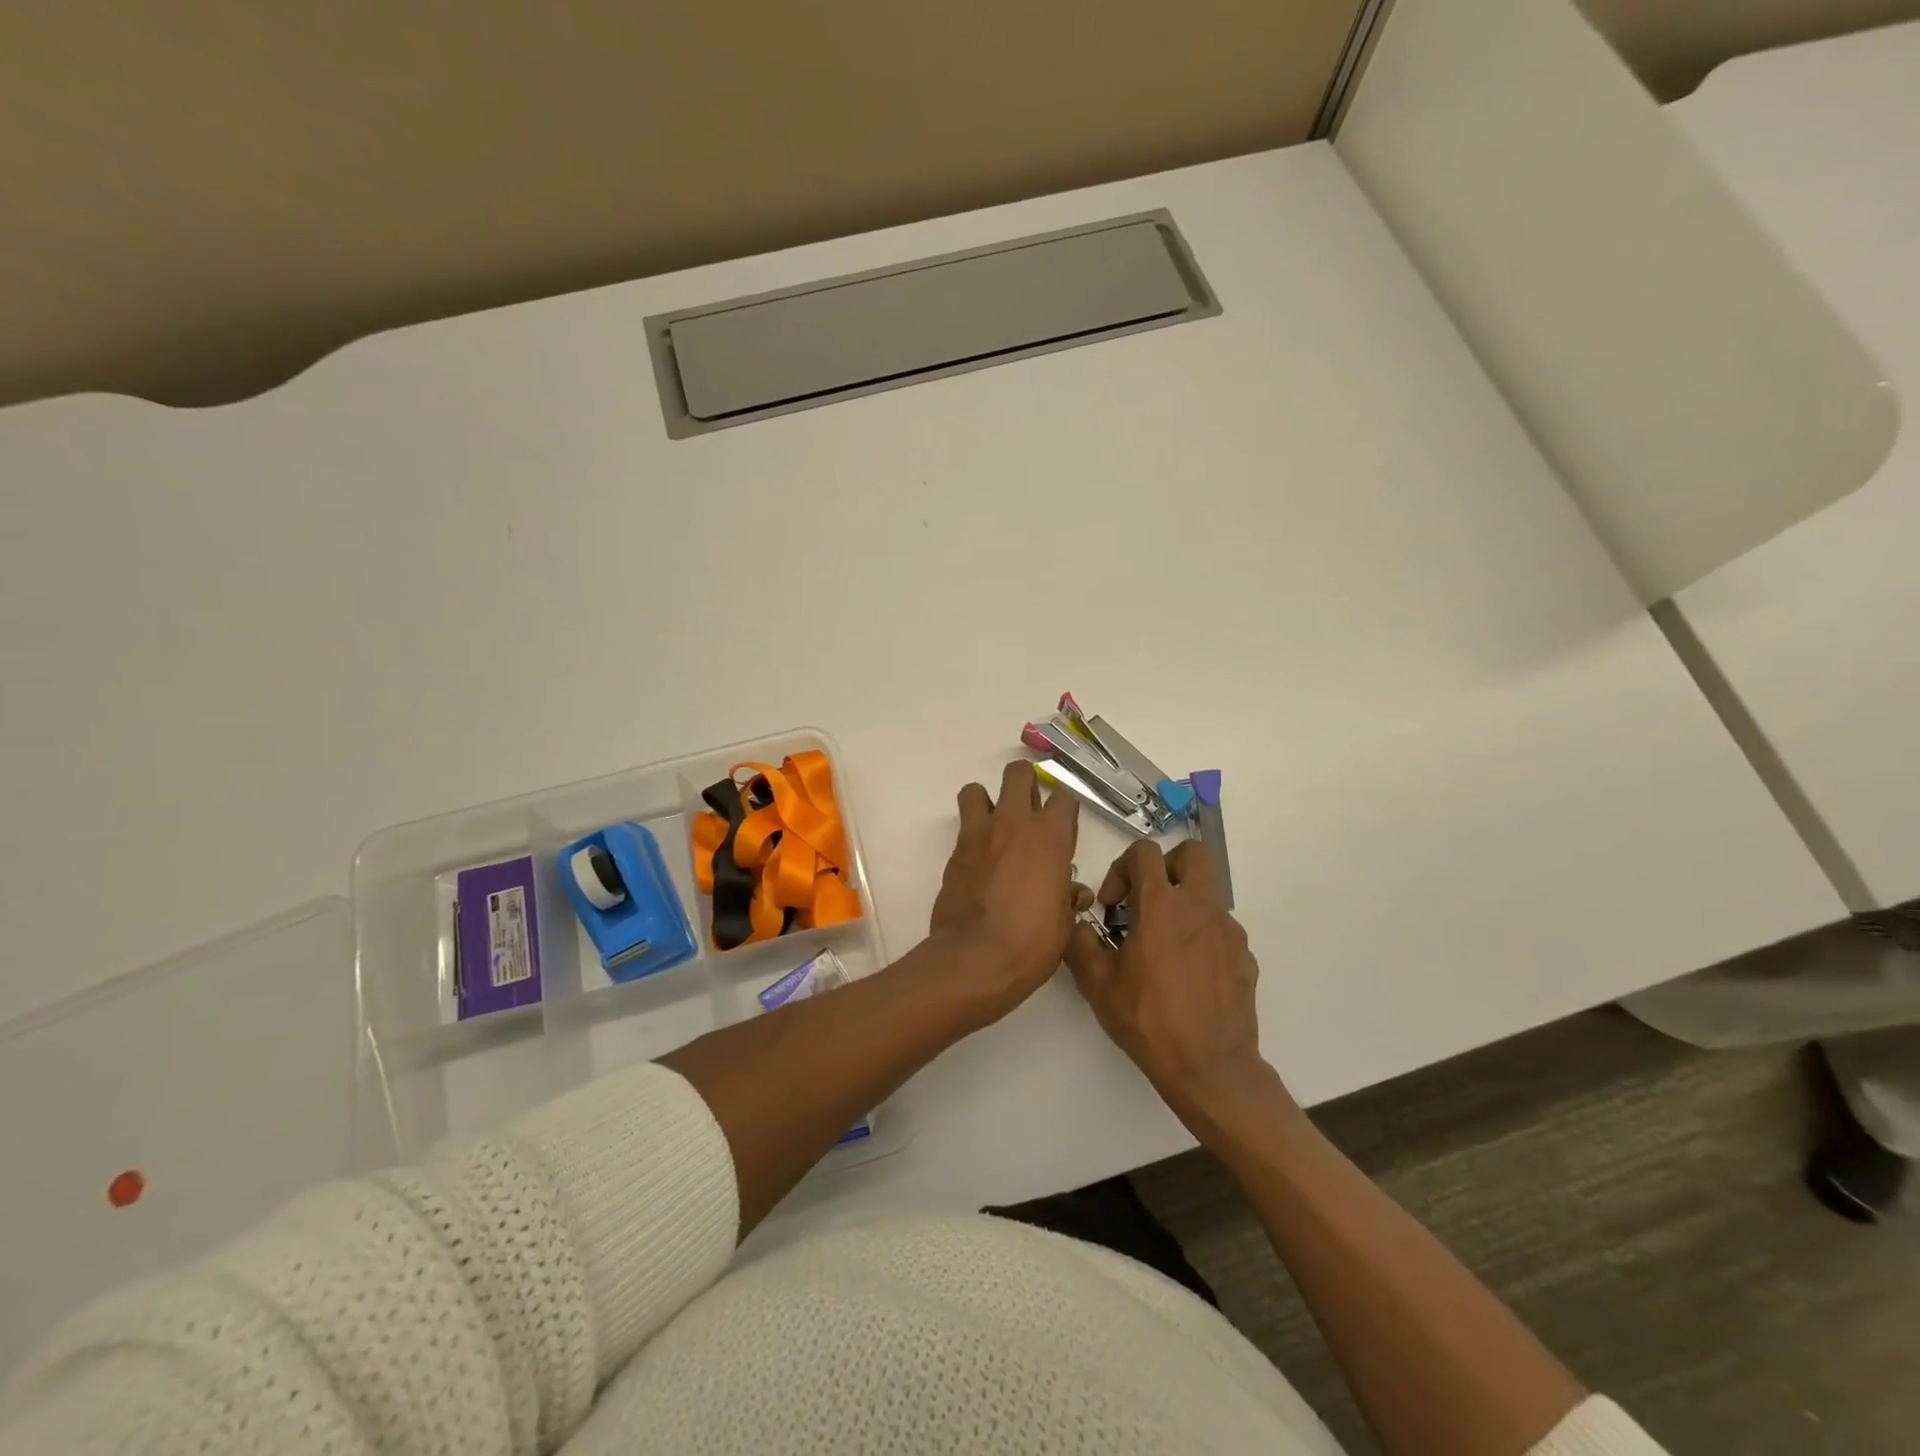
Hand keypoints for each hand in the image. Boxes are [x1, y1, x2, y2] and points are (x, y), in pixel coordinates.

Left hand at [929, 760, 1081, 1016]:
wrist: (977, 958)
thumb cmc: (1032, 941)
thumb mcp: (1063, 922)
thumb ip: (1067, 896)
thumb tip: (1072, 892)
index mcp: (1050, 835)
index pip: (1064, 798)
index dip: (1065, 812)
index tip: (1063, 832)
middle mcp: (1014, 823)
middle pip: (1018, 774)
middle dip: (1024, 785)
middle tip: (1028, 813)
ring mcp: (979, 833)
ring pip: (976, 790)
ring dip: (986, 802)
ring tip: (994, 828)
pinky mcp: (955, 851)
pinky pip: (963, 827)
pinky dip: (972, 836)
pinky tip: (979, 861)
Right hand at [1066, 839, 1283, 1125]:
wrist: (1210, 1068)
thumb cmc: (1149, 1021)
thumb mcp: (1098, 984)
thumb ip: (1080, 943)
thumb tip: (1079, 924)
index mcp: (1161, 906)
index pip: (1145, 852)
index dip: (1122, 867)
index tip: (1113, 904)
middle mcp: (1200, 908)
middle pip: (1192, 854)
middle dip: (1166, 866)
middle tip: (1146, 900)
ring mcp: (1228, 931)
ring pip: (1207, 894)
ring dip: (1182, 905)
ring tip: (1162, 948)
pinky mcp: (1244, 956)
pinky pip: (1219, 929)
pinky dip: (1200, 937)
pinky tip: (1186, 974)